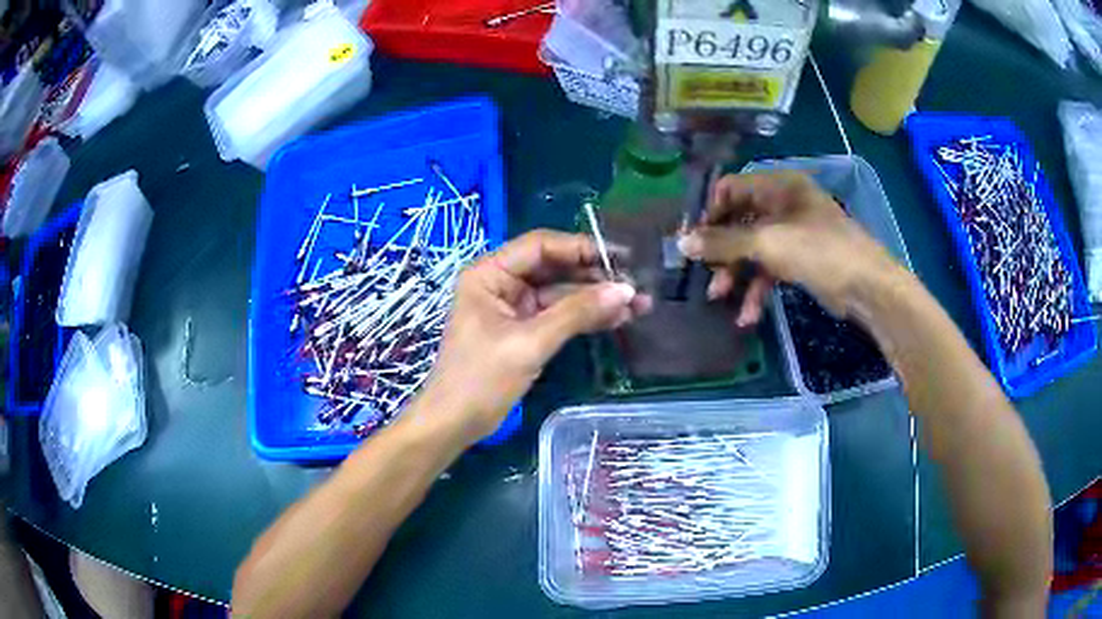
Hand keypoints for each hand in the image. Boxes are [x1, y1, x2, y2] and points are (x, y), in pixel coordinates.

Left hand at [423, 230, 650, 442]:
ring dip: (597, 299)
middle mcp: (502, 282)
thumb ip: (577, 313)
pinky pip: (560, 315)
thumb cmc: (481, 379)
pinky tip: (617, 319)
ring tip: (639, 306)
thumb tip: (626, 290)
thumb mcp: (529, 343)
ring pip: (562, 293)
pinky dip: (585, 318)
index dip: (582, 248)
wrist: (455, 424)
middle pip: (555, 268)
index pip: (541, 246)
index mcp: (490, 273)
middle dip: (596, 277)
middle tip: (638, 286)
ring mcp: (514, 307)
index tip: (623, 258)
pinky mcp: (524, 330)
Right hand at [678, 171, 902, 322]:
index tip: (690, 240)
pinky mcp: (800, 260)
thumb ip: (723, 242)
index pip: (730, 189)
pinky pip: (770, 269)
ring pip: (753, 249)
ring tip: (720, 298)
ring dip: (736, 274)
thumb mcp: (768, 243)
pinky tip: (748, 315)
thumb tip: (681, 243)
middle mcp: (783, 205)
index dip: (708, 213)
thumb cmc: (819, 251)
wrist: (867, 287)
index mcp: (777, 186)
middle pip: (739, 221)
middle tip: (703, 273)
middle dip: (721, 250)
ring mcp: (793, 234)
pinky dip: (757, 289)